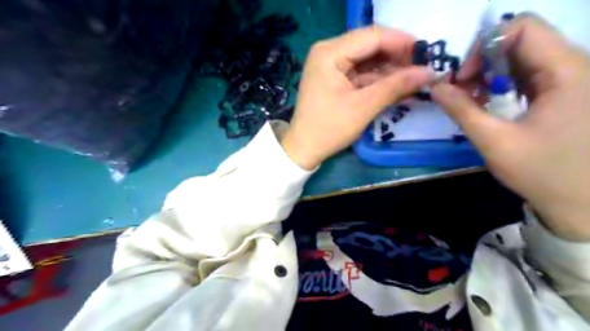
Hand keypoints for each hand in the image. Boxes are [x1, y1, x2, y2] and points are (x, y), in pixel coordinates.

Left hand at [280, 25, 431, 169]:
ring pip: (368, 59)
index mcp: (330, 53)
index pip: (373, 36)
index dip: (402, 43)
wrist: (304, 148)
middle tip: (423, 68)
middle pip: (371, 46)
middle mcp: (329, 52)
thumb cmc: (329, 129)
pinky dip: (378, 79)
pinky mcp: (334, 78)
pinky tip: (397, 86)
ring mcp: (330, 65)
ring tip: (415, 78)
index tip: (428, 54)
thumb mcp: (363, 107)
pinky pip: (361, 72)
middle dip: (397, 57)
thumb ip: (395, 86)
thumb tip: (430, 72)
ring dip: (390, 69)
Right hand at [432, 14, 589, 239]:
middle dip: (481, 63)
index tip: (464, 77)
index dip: (485, 46)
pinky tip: (486, 104)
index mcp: (566, 72)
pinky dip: (499, 85)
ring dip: (488, 75)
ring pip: (520, 58)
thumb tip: (436, 87)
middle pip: (519, 41)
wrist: (583, 202)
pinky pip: (525, 75)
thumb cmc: (542, 171)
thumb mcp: (494, 141)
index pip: (522, 27)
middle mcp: (573, 66)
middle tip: (460, 91)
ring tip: (470, 100)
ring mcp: (570, 79)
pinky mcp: (562, 92)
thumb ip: (462, 110)